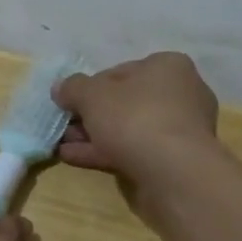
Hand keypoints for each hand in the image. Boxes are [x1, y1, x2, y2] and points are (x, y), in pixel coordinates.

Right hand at [55, 52, 223, 185]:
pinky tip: (75, 158)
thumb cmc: (135, 118)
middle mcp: (181, 94)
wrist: (174, 174)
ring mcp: (180, 130)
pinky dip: (105, 153)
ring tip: (63, 145)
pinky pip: (134, 151)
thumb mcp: (93, 95)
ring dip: (94, 136)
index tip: (70, 102)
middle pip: (124, 102)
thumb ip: (73, 88)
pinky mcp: (175, 161)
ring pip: (128, 129)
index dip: (90, 87)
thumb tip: (60, 88)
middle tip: (65, 126)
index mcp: (168, 66)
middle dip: (91, 116)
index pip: (120, 71)